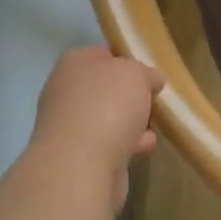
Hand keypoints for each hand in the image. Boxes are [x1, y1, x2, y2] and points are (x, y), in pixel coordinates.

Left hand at [31, 47, 163, 207]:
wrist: (81, 165)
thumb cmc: (108, 106)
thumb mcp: (137, 73)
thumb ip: (146, 73)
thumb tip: (151, 81)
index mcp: (74, 63)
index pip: (103, 54)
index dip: (128, 60)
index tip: (150, 73)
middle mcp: (66, 91)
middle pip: (107, 89)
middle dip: (132, 96)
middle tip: (155, 100)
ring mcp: (69, 126)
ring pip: (109, 117)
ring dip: (132, 122)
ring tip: (155, 126)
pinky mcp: (78, 156)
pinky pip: (110, 144)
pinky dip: (128, 144)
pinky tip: (145, 147)